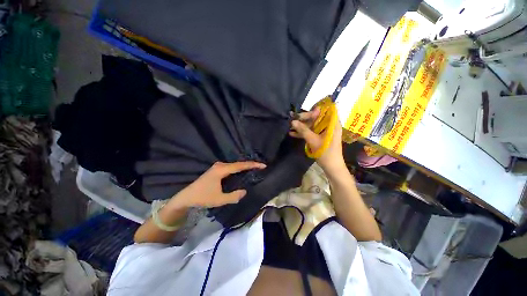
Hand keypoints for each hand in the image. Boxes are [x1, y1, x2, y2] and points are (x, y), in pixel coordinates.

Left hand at [167, 161, 265, 208]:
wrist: (186, 197)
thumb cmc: (202, 197)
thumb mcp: (219, 199)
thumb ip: (234, 196)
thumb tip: (245, 192)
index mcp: (222, 170)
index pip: (240, 165)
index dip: (252, 165)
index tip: (263, 165)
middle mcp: (220, 165)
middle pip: (238, 163)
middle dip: (250, 165)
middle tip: (261, 167)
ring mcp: (218, 166)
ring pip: (235, 165)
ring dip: (244, 167)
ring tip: (255, 169)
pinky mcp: (216, 169)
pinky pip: (231, 167)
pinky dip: (238, 169)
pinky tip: (243, 172)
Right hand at [289, 107, 344, 173]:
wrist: (332, 168)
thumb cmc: (326, 153)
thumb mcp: (313, 141)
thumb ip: (303, 130)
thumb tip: (292, 121)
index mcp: (332, 124)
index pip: (326, 110)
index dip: (315, 110)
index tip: (304, 114)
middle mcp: (329, 125)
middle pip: (317, 117)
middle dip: (304, 118)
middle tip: (293, 120)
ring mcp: (324, 131)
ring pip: (312, 125)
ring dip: (302, 126)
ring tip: (290, 126)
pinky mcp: (320, 137)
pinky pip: (311, 131)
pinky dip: (303, 132)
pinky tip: (293, 133)